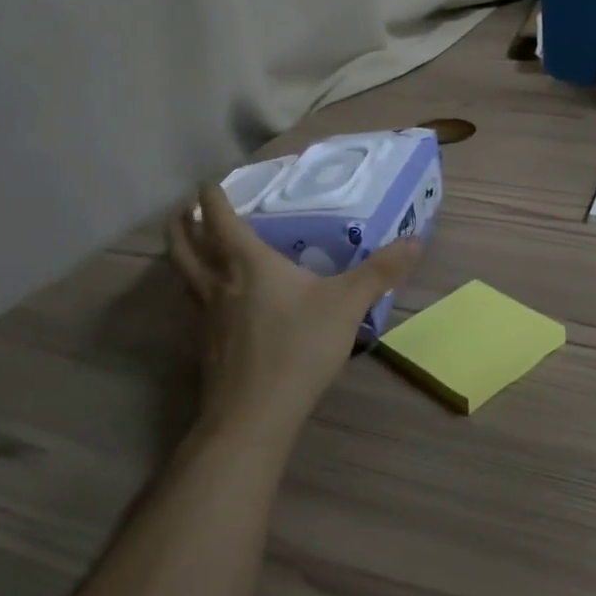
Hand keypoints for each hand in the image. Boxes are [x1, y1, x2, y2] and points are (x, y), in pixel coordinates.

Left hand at [168, 182, 420, 445]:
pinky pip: (192, 303)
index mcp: (248, 264)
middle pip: (185, 245)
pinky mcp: (205, 345)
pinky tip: (213, 298)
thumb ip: (380, 271)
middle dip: (181, 222)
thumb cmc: (298, 348)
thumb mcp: (348, 304)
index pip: (220, 219)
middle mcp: (219, 283)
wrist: (254, 415)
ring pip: (183, 275)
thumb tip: (415, 241)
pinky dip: (193, 288)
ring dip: (180, 253)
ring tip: (186, 244)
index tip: (206, 180)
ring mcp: (206, 316)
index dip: (211, 196)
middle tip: (183, 208)